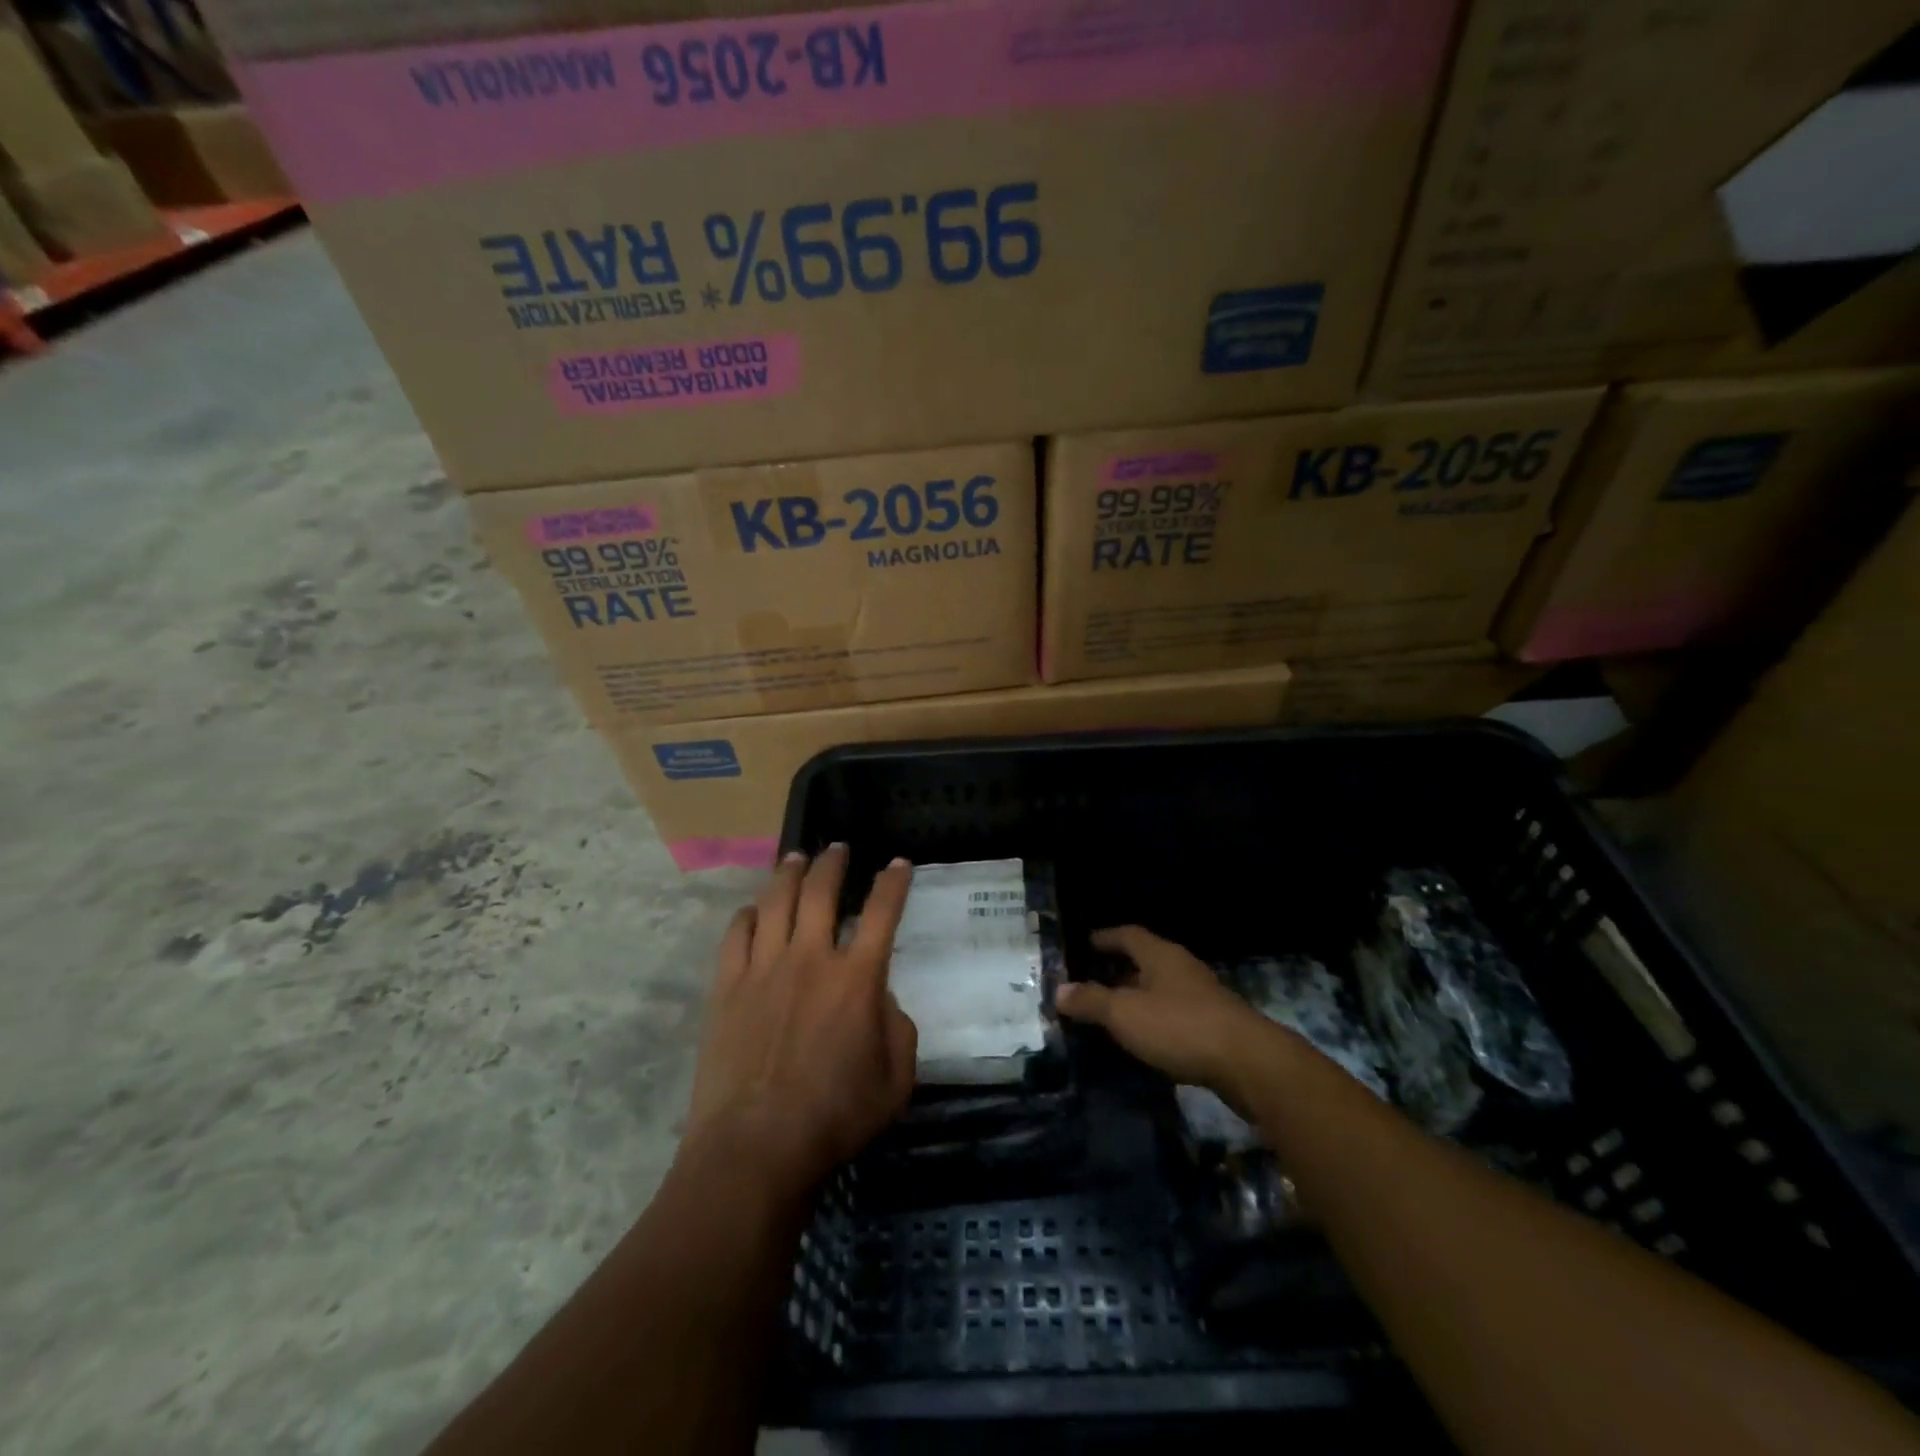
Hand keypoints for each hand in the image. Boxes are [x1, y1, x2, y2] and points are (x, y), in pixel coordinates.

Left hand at [685, 845, 918, 1196]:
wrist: (755, 1148)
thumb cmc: (834, 1118)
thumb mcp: (896, 1081)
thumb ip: (898, 1029)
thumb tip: (880, 998)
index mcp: (856, 978)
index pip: (882, 912)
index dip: (893, 882)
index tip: (899, 863)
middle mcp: (810, 959)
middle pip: (821, 891)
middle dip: (833, 862)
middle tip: (838, 848)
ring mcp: (763, 968)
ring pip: (776, 901)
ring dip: (789, 873)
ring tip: (796, 858)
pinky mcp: (727, 986)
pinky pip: (736, 934)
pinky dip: (748, 914)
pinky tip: (753, 910)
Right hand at [1055, 925, 1278, 1096]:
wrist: (1248, 1063)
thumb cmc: (1179, 1026)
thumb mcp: (1125, 1013)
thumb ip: (1091, 1001)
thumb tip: (1058, 990)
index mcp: (1160, 955)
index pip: (1127, 934)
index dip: (1105, 937)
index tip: (1085, 943)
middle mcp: (1182, 968)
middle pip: (1145, 960)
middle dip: (1119, 969)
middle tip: (1092, 980)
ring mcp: (1202, 996)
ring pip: (1161, 988)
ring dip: (1137, 997)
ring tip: (1113, 1012)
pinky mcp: (1214, 1025)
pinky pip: (1175, 1013)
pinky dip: (1155, 1019)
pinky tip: (1145, 1038)